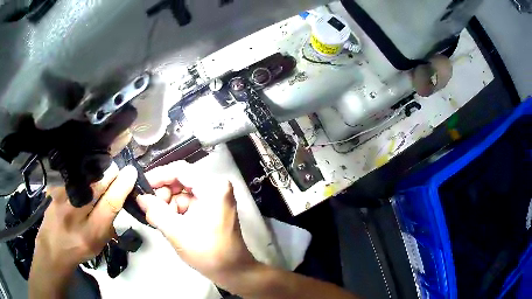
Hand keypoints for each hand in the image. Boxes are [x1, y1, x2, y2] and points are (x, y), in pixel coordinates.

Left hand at [29, 163, 137, 297]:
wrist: (53, 248)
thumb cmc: (80, 249)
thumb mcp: (99, 244)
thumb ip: (108, 222)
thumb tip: (116, 195)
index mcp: (92, 233)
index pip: (110, 204)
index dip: (122, 186)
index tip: (131, 172)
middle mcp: (76, 216)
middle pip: (96, 186)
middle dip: (110, 173)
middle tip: (116, 169)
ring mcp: (62, 201)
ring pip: (84, 177)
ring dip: (96, 170)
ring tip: (102, 169)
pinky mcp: (54, 191)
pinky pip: (72, 176)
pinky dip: (82, 172)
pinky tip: (85, 171)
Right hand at [136, 161, 256, 284]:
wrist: (233, 271)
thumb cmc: (208, 253)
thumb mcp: (176, 232)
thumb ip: (155, 211)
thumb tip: (140, 197)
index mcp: (213, 187)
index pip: (180, 170)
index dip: (158, 175)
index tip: (141, 185)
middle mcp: (217, 186)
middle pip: (181, 179)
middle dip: (163, 193)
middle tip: (149, 207)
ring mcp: (216, 197)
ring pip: (183, 191)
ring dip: (169, 204)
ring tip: (159, 219)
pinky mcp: (213, 207)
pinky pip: (189, 201)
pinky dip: (177, 210)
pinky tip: (169, 222)